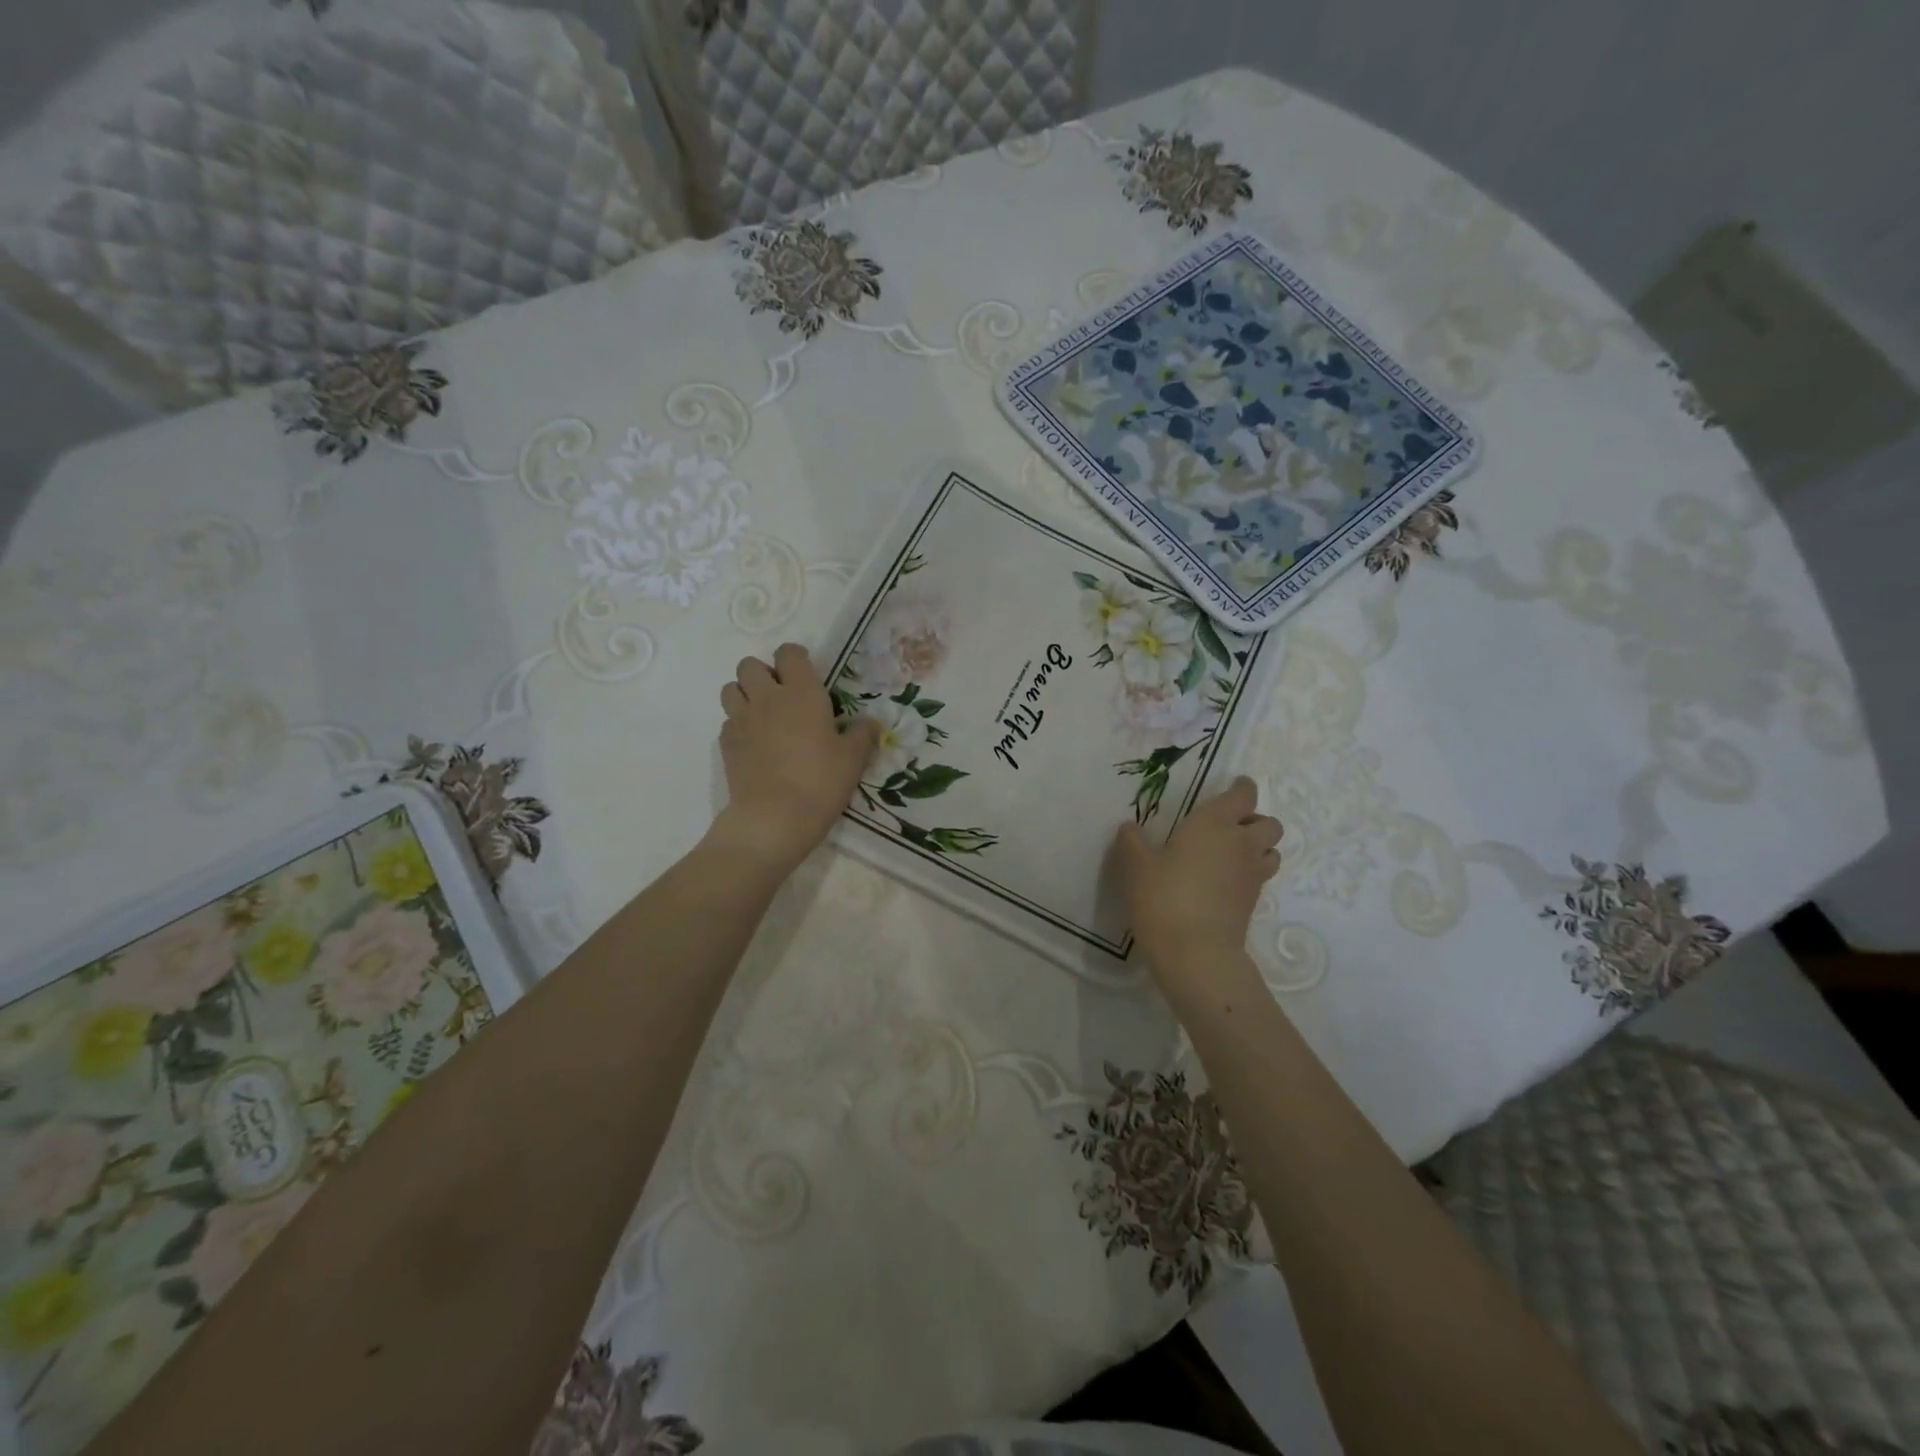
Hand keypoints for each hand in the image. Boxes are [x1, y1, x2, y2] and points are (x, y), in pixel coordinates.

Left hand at [713, 643, 879, 872]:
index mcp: (801, 692)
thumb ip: (863, 736)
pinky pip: (728, 720)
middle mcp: (767, 697)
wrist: (774, 817)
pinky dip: (738, 724)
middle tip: (782, 696)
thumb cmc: (820, 782)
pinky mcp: (726, 743)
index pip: (789, 653)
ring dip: (745, 694)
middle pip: (750, 665)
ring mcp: (741, 719)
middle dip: (764, 674)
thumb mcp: (853, 760)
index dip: (796, 659)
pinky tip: (754, 744)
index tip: (806, 675)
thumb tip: (872, 724)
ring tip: (762, 715)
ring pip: (731, 688)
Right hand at [1115, 776, 1282, 974]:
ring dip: (1259, 847)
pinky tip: (1224, 882)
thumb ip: (1133, 841)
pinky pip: (1261, 876)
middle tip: (1229, 827)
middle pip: (1268, 822)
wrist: (1195, 951)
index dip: (1241, 788)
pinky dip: (1250, 873)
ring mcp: (1252, 874)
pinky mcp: (1254, 902)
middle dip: (1254, 820)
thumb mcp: (1136, 865)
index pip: (1243, 794)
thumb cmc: (1163, 896)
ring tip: (1231, 854)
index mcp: (1214, 822)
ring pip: (1272, 850)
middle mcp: (1240, 843)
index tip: (1233, 787)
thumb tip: (1130, 827)